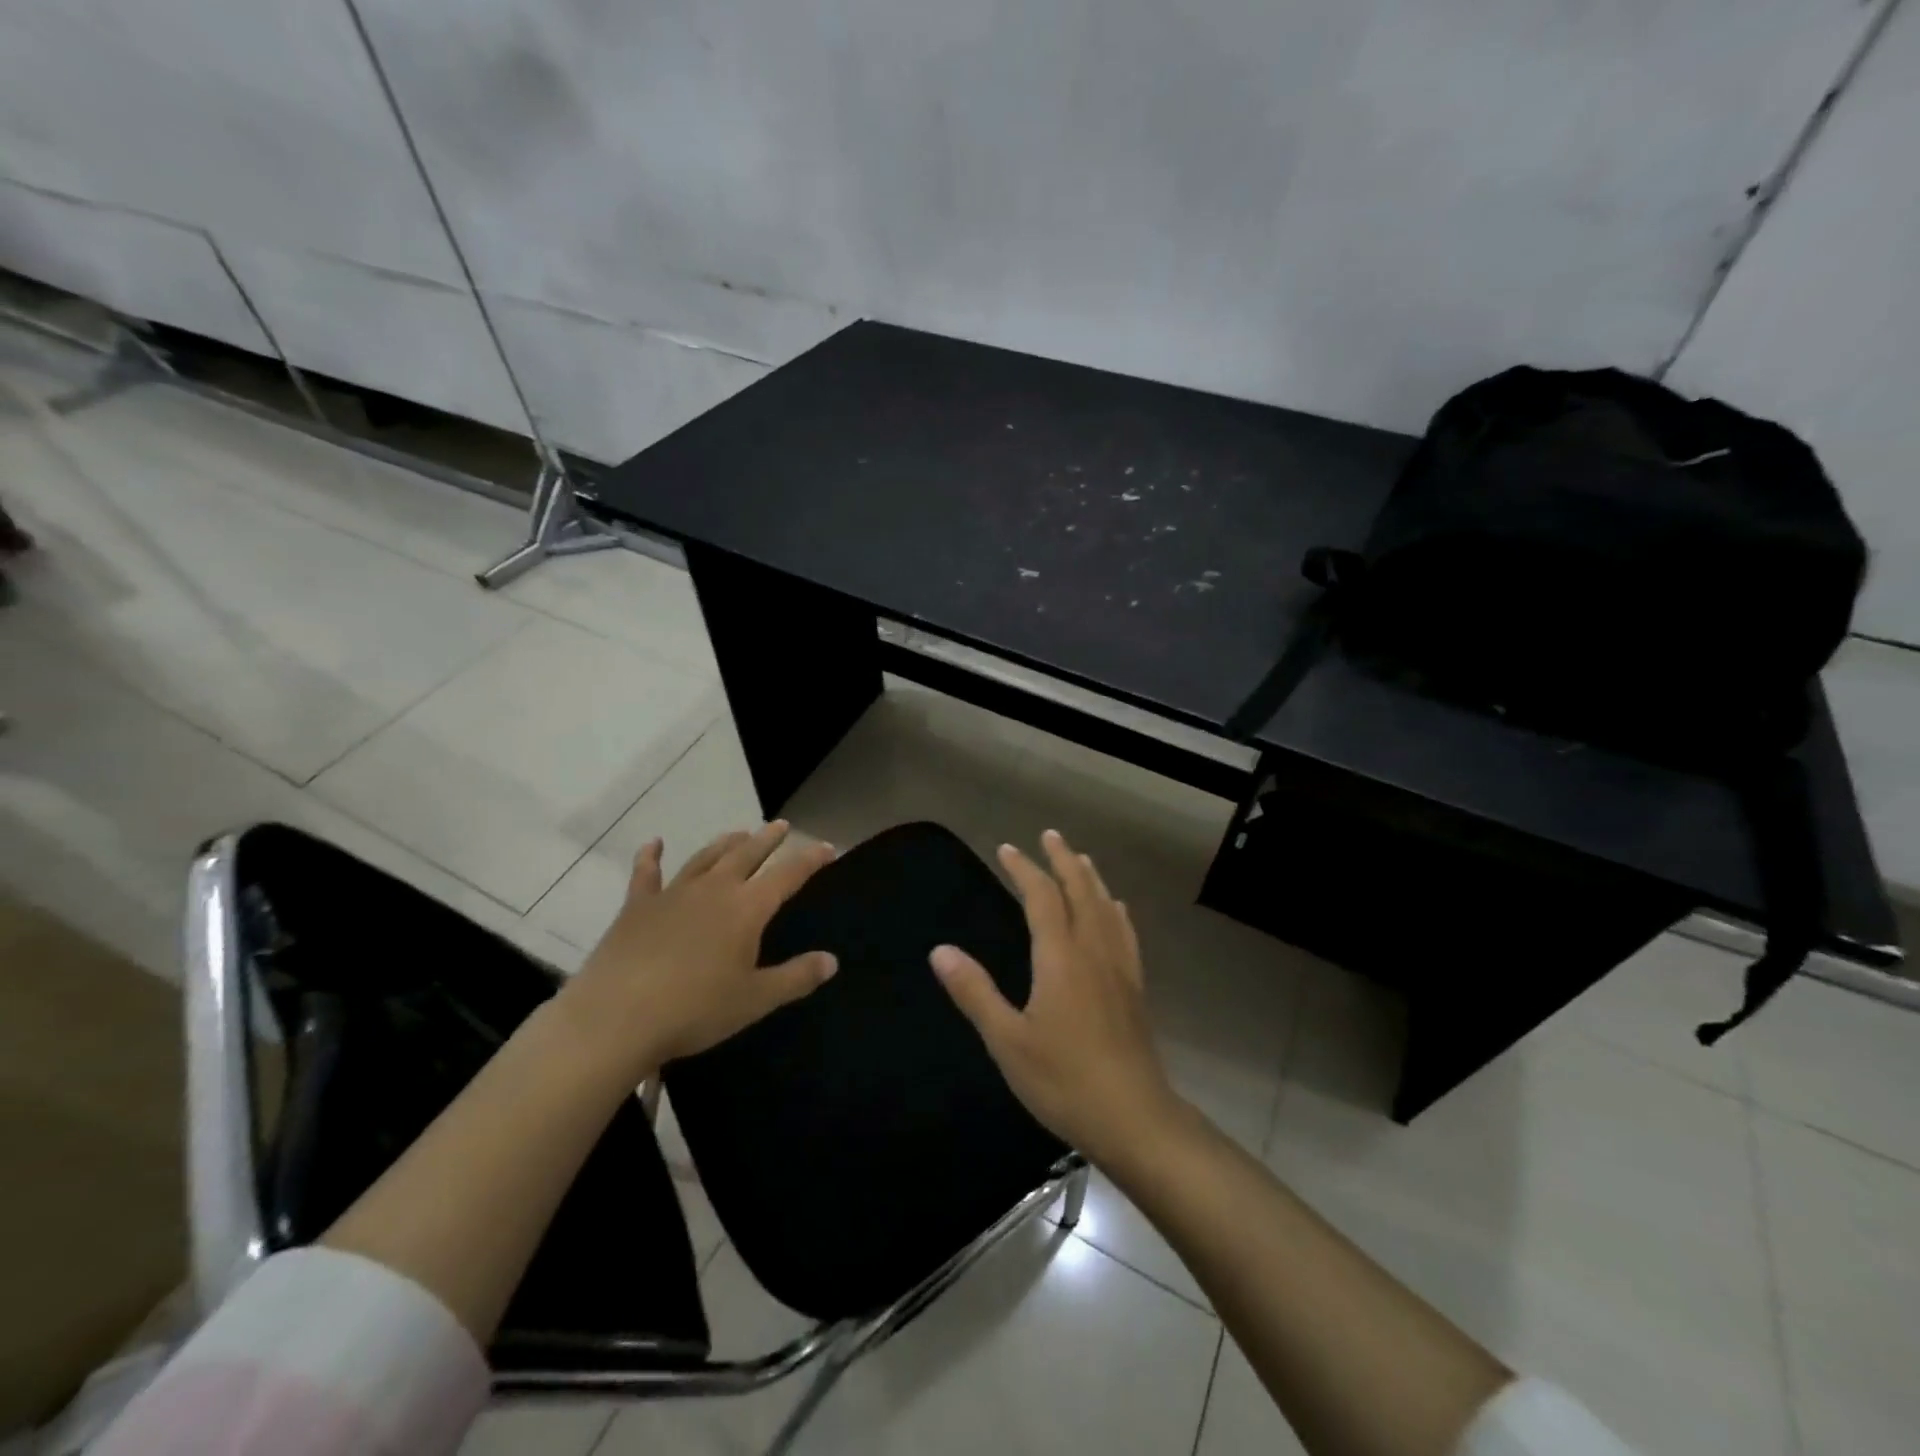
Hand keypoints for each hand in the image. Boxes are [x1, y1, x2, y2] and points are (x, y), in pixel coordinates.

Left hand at [556, 821, 838, 1078]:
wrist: (617, 1017)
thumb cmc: (694, 1009)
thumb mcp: (755, 999)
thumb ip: (796, 977)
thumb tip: (832, 961)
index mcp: (747, 909)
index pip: (788, 875)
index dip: (810, 859)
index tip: (827, 847)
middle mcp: (713, 890)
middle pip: (747, 855)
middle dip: (767, 839)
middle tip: (781, 826)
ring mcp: (673, 894)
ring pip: (705, 857)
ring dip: (725, 843)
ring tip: (739, 833)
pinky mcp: (637, 906)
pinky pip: (646, 874)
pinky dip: (651, 856)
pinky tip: (654, 843)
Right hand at [930, 829, 1180, 1165]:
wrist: (1134, 1117)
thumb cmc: (1064, 1080)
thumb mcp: (1008, 1041)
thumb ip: (975, 992)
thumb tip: (940, 950)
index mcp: (1060, 957)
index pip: (1042, 897)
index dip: (1024, 869)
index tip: (1007, 848)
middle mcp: (1093, 950)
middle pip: (1080, 890)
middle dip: (1063, 859)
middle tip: (1049, 835)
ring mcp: (1120, 967)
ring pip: (1106, 906)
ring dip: (1090, 877)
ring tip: (1080, 858)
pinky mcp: (1135, 987)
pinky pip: (1125, 932)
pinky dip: (1115, 909)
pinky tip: (1116, 909)